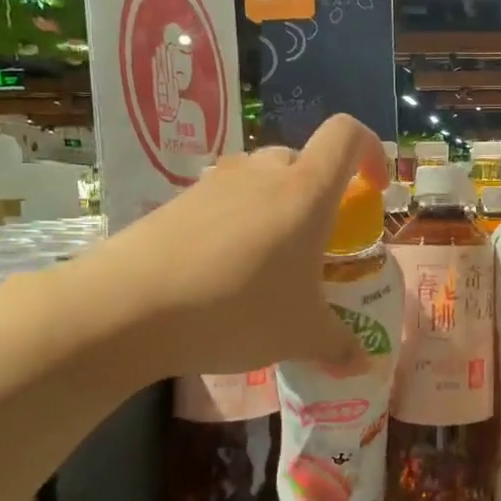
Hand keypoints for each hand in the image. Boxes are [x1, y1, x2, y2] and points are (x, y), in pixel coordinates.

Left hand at [57, 114, 387, 381]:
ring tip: (269, 264)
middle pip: (303, 161)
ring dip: (277, 210)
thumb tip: (362, 364)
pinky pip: (224, 201)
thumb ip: (338, 345)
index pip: (347, 135)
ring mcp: (215, 183)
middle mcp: (262, 173)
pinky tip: (222, 274)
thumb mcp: (300, 335)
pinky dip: (237, 225)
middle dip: (320, 195)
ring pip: (261, 181)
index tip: (374, 190)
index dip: (370, 151)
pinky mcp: (177, 201)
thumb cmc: (236, 308)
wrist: (126, 307)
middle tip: (317, 245)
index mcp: (305, 191)